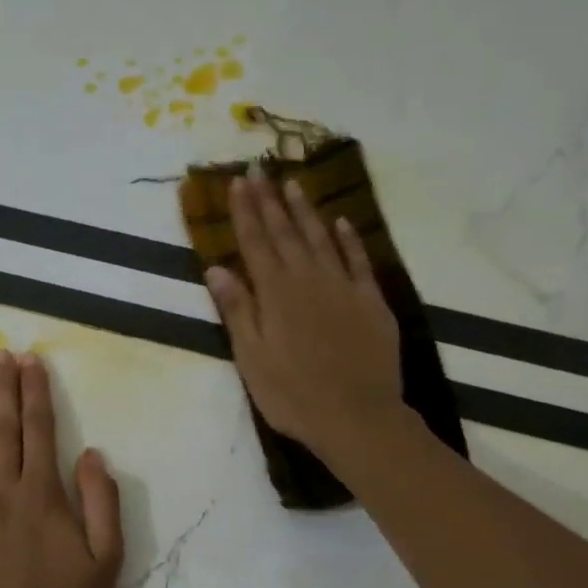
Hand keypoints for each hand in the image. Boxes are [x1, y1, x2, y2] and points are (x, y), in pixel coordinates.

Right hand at [205, 173, 404, 458]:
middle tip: (260, 169)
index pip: (255, 243)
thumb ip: (236, 310)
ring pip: (321, 239)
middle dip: (270, 201)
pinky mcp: (371, 302)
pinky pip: (358, 261)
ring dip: (305, 211)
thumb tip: (216, 268)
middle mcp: (309, 280)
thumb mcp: (252, 358)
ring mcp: (344, 288)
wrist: (357, 418)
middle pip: (286, 233)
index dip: (245, 212)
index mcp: (275, 294)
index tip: (238, 182)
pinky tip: (342, 222)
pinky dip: (349, 239)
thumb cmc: (293, 395)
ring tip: (293, 184)